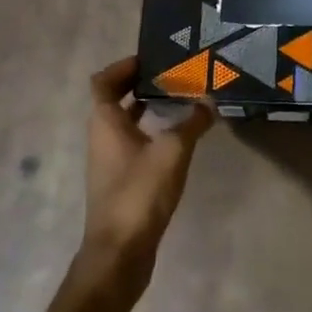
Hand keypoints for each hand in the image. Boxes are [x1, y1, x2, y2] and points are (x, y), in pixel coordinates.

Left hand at [76, 56, 213, 295]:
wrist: (119, 252)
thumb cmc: (140, 193)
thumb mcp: (172, 152)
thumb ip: (192, 123)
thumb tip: (209, 101)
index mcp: (105, 122)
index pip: (103, 81)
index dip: (122, 66)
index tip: (150, 59)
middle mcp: (102, 137)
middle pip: (113, 100)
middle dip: (139, 85)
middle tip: (171, 75)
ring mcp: (109, 161)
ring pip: (125, 123)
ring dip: (146, 109)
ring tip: (179, 100)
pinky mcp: (120, 181)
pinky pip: (133, 144)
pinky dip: (150, 133)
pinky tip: (176, 138)